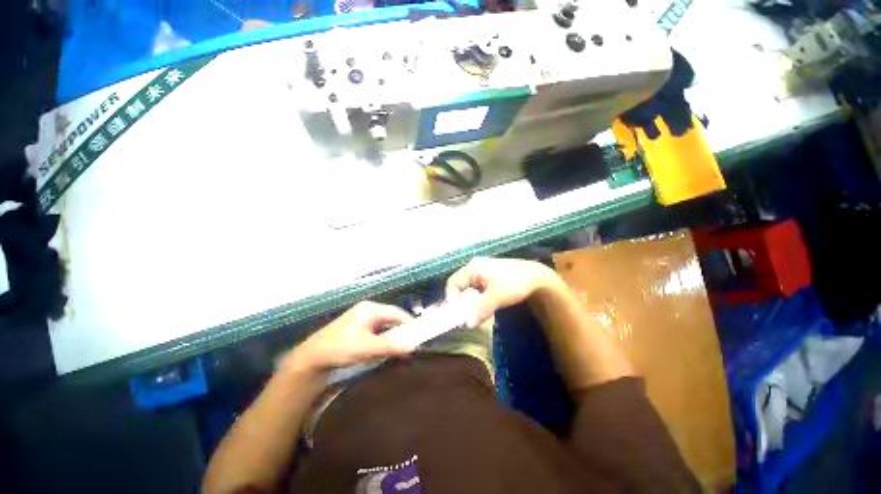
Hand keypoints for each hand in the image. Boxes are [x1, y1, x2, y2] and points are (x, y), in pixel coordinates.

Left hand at [286, 301, 414, 373]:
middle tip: (414, 341)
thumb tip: (414, 346)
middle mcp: (368, 310)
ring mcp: (362, 318)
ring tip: (405, 345)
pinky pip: (378, 330)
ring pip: (385, 325)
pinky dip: (385, 338)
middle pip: (391, 317)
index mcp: (370, 309)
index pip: (396, 313)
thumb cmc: (340, 348)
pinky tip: (389, 346)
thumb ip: (391, 346)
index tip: (421, 334)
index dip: (410, 323)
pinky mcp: (358, 328)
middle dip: (402, 329)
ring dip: (394, 335)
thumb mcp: (367, 347)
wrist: (312, 358)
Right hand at [445, 258, 561, 326]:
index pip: (453, 282)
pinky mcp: (489, 280)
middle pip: (460, 286)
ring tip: (474, 315)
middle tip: (464, 317)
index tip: (456, 314)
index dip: (451, 298)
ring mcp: (482, 273)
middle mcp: (475, 268)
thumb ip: (480, 310)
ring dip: (470, 304)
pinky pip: (477, 292)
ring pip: (469, 290)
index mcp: (473, 267)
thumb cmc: (515, 282)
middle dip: (461, 303)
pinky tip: (483, 309)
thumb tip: (466, 325)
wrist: (537, 278)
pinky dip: (478, 302)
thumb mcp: (497, 296)